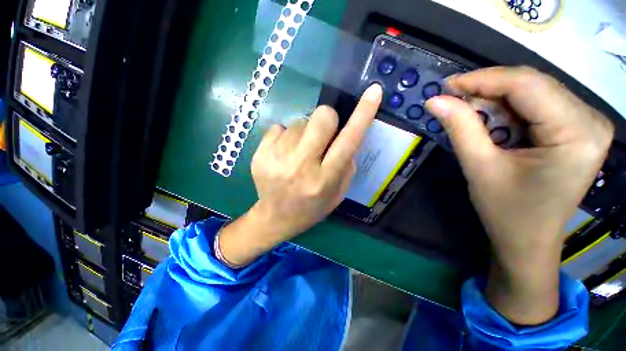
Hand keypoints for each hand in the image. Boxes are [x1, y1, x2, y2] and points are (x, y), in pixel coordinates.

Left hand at [218, 84, 382, 266]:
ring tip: (299, 153)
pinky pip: (279, 127)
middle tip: (322, 135)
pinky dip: (286, 137)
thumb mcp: (338, 193)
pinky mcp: (260, 154)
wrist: (275, 217)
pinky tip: (284, 154)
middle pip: (321, 117)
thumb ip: (347, 164)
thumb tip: (346, 134)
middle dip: (327, 119)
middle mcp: (302, 166)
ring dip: (304, 133)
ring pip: (299, 121)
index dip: (363, 114)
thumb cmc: (311, 207)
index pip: (348, 140)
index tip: (374, 91)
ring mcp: (277, 158)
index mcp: (324, 179)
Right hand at [426, 67, 613, 324]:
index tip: (446, 86)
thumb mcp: (479, 167)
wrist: (528, 240)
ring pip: (533, 91)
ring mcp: (587, 123)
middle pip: (532, 84)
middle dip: (487, 89)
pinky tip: (490, 122)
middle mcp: (590, 120)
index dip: (482, 79)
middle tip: (452, 99)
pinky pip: (538, 104)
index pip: (527, 84)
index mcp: (576, 132)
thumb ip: (459, 128)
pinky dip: (508, 109)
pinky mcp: (577, 129)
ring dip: (495, 100)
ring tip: (467, 114)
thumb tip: (435, 100)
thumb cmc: (506, 211)